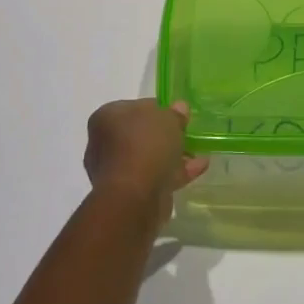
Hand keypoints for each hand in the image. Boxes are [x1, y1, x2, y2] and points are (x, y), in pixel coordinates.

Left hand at [84, 98, 207, 219]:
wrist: (134, 196)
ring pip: (148, 157)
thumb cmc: (145, 144)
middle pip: (141, 134)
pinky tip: (199, 167)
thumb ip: (174, 113)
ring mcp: (115, 170)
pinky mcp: (128, 193)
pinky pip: (155, 176)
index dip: (158, 109)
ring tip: (197, 152)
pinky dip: (175, 171)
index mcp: (107, 117)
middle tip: (186, 132)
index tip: (177, 114)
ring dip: (172, 154)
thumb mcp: (168, 118)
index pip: (135, 107)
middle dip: (164, 135)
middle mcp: (105, 142)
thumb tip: (179, 109)